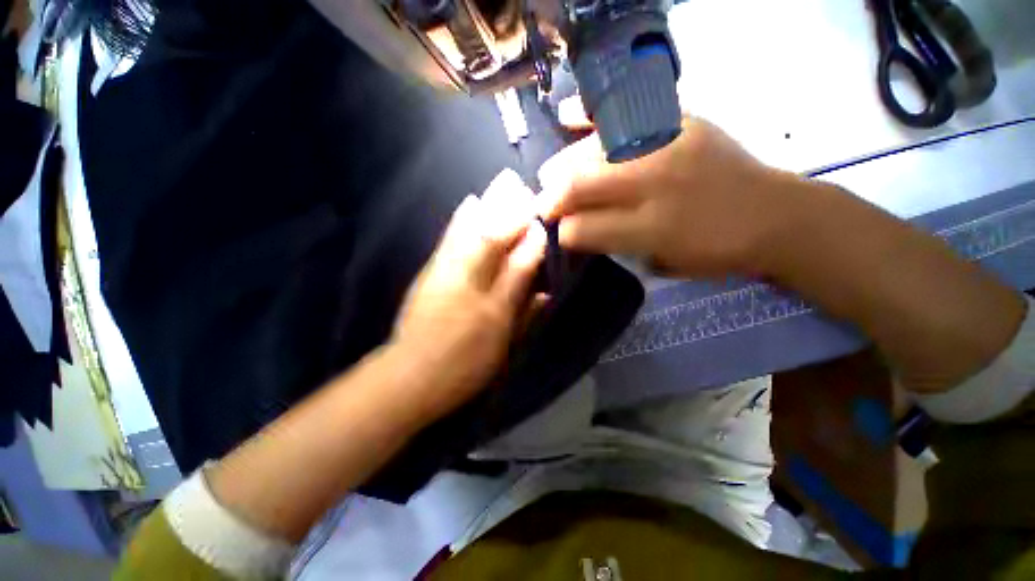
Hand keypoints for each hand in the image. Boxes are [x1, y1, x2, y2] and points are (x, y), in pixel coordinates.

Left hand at [391, 169, 546, 417]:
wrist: (411, 375)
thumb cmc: (463, 363)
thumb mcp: (501, 342)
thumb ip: (523, 314)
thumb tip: (545, 292)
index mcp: (492, 303)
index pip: (517, 264)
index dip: (530, 241)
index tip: (541, 221)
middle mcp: (469, 281)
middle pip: (492, 240)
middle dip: (510, 213)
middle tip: (524, 189)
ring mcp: (446, 274)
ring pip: (470, 234)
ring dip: (488, 208)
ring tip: (502, 184)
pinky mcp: (431, 274)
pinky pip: (448, 240)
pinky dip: (461, 220)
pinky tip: (470, 204)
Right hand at [539, 116, 797, 277]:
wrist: (775, 215)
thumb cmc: (716, 250)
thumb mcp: (661, 262)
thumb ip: (616, 245)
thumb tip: (577, 231)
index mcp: (652, 228)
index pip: (584, 228)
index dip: (563, 233)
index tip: (554, 234)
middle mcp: (654, 183)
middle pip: (582, 185)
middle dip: (553, 199)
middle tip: (543, 206)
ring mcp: (668, 145)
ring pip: (595, 151)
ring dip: (564, 165)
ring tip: (550, 175)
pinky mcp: (681, 121)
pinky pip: (627, 111)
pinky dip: (592, 114)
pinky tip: (567, 115)